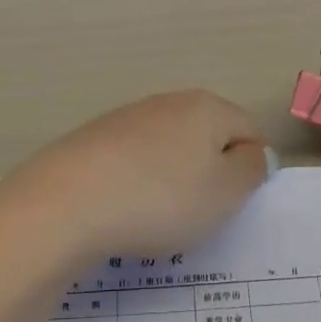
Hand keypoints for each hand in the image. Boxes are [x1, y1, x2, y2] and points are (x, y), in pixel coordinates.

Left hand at [0, 91, 273, 268]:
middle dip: (210, 175)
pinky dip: (136, 186)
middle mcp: (167, 103)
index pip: (249, 130)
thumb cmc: (161, 198)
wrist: (66, 203)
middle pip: (206, 138)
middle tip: (200, 215)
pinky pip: (132, 164)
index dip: (251, 169)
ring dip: (171, 182)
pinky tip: (123, 212)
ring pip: (168, 152)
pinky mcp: (93, 140)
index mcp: (206, 107)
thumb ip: (251, 169)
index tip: (234, 204)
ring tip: (157, 219)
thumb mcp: (225, 192)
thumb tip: (254, 152)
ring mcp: (126, 119)